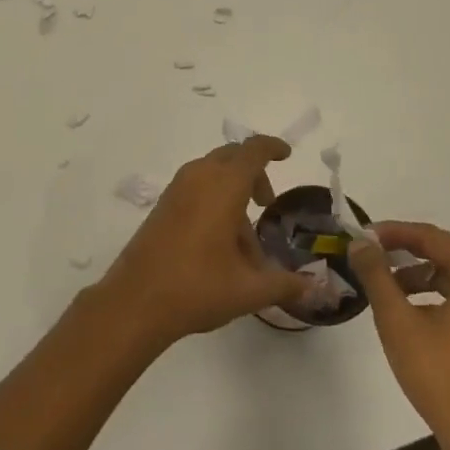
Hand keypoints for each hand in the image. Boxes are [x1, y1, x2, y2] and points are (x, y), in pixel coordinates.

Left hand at [99, 137, 308, 347]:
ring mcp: (177, 189)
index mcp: (224, 186)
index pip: (253, 151)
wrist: (135, 301)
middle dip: (253, 174)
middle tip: (266, 204)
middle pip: (232, 158)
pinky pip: (196, 188)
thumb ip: (284, 284)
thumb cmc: (197, 287)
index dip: (271, 148)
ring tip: (245, 243)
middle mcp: (199, 177)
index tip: (286, 155)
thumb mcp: (248, 290)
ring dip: (233, 194)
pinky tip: (219, 245)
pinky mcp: (163, 205)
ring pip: (213, 174)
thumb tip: (314, 287)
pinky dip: (213, 201)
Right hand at [350, 223, 449, 449]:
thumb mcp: (397, 320)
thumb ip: (376, 274)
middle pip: (448, 253)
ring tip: (389, 284)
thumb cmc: (439, 375)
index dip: (395, 232)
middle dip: (407, 250)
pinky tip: (415, 309)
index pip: (433, 238)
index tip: (364, 235)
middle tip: (373, 253)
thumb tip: (359, 243)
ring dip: (422, 274)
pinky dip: (440, 294)